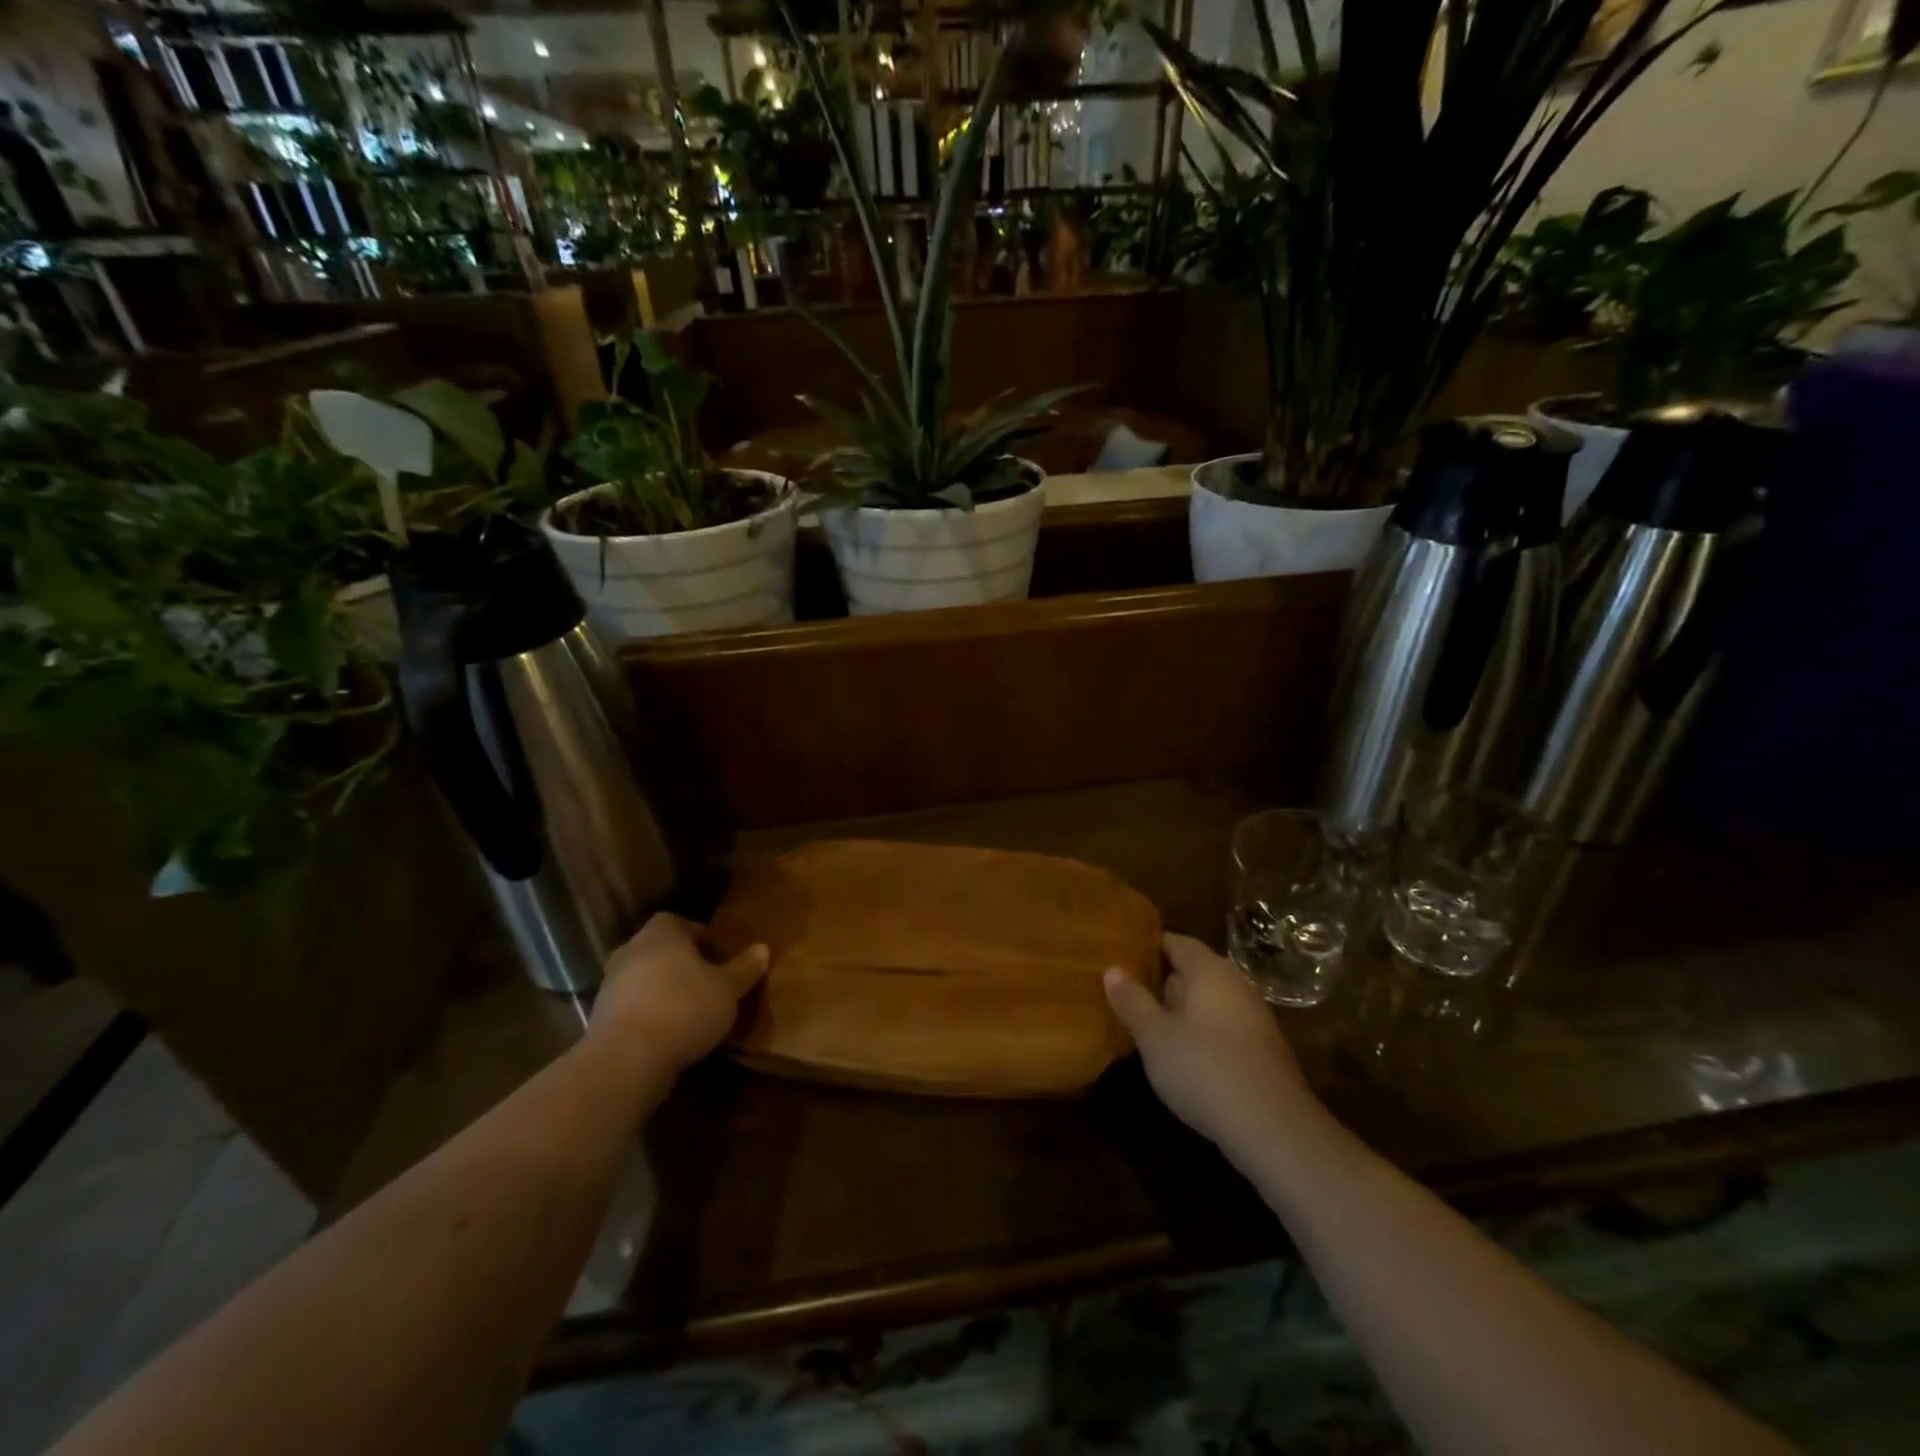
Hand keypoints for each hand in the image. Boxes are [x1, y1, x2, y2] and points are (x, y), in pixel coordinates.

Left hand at [590, 912, 768, 1073]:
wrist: (626, 1059)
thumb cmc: (684, 1008)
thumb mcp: (727, 989)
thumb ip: (744, 968)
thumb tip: (763, 948)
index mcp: (662, 933)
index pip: (680, 922)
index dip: (700, 936)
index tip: (719, 955)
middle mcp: (631, 950)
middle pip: (661, 950)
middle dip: (682, 963)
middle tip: (708, 981)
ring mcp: (611, 985)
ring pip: (645, 978)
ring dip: (664, 990)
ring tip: (692, 1010)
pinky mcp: (601, 1018)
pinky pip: (634, 1006)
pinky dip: (650, 1014)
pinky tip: (670, 1033)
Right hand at [1105, 934, 1327, 1165]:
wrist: (1274, 1129)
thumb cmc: (1205, 1069)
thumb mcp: (1154, 1036)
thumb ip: (1132, 1000)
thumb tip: (1112, 969)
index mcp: (1208, 970)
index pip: (1174, 941)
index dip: (1145, 946)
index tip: (1118, 955)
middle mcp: (1234, 984)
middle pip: (1192, 970)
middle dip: (1160, 979)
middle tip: (1124, 991)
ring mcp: (1252, 1017)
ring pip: (1207, 1000)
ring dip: (1179, 1009)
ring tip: (1145, 1023)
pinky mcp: (1260, 1049)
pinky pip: (1221, 1026)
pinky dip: (1199, 1031)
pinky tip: (1180, 1055)